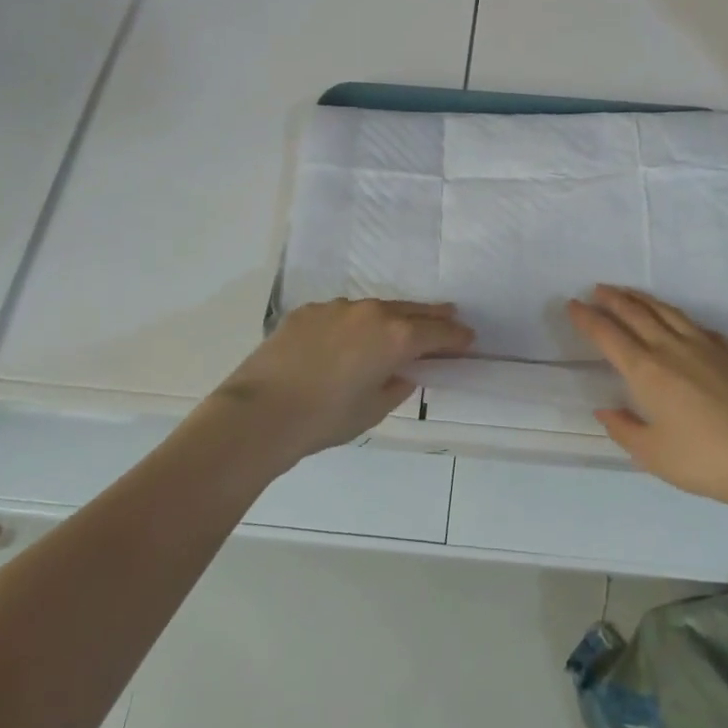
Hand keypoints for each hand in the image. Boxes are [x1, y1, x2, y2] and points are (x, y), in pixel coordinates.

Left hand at [213, 299, 473, 459]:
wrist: (260, 412)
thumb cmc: (325, 419)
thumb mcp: (371, 410)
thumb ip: (395, 387)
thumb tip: (401, 374)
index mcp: (394, 337)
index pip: (436, 332)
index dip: (455, 337)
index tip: (468, 339)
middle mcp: (370, 313)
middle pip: (410, 310)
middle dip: (432, 315)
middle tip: (450, 316)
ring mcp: (336, 308)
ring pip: (375, 308)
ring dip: (392, 316)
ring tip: (400, 325)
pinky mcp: (307, 312)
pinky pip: (342, 314)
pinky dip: (354, 322)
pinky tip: (349, 337)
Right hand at [568, 285, 727, 509]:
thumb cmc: (705, 460)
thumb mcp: (653, 455)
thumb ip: (624, 430)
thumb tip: (605, 410)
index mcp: (647, 372)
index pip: (609, 336)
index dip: (588, 319)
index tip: (573, 304)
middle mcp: (672, 349)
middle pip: (636, 314)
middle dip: (613, 300)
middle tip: (597, 289)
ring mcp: (706, 347)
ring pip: (668, 313)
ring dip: (643, 300)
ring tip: (629, 293)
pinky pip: (698, 325)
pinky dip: (679, 317)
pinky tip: (678, 321)